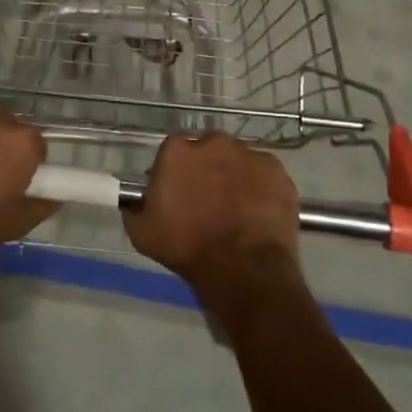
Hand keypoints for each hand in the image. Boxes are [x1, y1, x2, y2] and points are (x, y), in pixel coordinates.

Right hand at [124, 133, 300, 296]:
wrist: (242, 269)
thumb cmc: (187, 248)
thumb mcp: (142, 232)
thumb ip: (135, 206)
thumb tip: (136, 200)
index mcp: (178, 150)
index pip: (174, 151)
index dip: (177, 172)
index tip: (180, 194)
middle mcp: (213, 142)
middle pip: (208, 150)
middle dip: (208, 169)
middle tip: (210, 202)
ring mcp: (248, 153)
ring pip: (238, 160)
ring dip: (235, 177)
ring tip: (237, 210)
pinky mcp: (276, 169)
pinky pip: (264, 174)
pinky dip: (261, 188)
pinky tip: (258, 213)